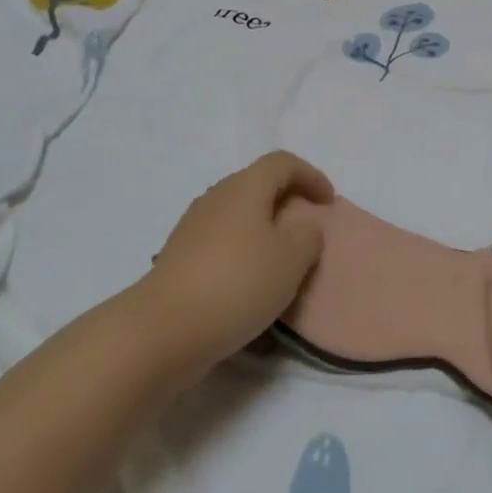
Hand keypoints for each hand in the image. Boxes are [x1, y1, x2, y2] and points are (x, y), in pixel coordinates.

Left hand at [139, 151, 331, 381]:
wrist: (162, 330)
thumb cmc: (237, 284)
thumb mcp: (291, 260)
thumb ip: (308, 236)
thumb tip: (304, 226)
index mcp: (245, 187)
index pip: (282, 162)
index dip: (311, 176)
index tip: (329, 203)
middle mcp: (217, 197)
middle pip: (258, 184)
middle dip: (287, 200)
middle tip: (308, 229)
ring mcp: (193, 226)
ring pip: (238, 214)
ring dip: (264, 228)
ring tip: (282, 259)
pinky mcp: (180, 256)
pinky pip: (222, 240)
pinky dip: (243, 250)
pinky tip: (250, 282)